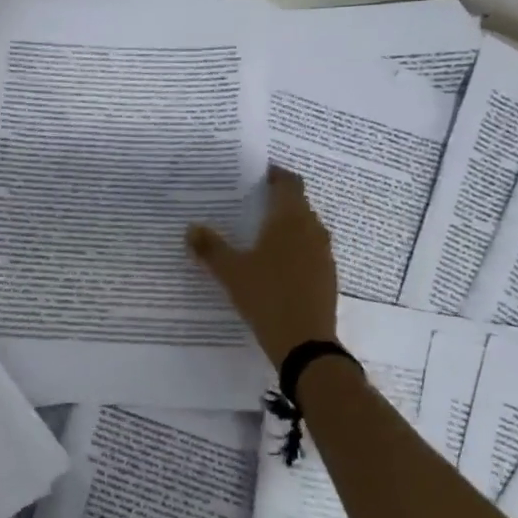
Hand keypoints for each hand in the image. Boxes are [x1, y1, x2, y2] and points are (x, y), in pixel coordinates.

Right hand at [187, 166, 339, 365]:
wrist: (305, 343)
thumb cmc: (266, 296)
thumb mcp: (231, 272)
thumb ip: (210, 248)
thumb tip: (191, 228)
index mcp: (290, 220)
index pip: (289, 183)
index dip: (275, 175)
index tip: (258, 176)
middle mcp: (312, 230)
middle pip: (297, 204)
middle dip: (277, 201)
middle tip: (250, 205)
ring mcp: (323, 254)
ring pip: (305, 229)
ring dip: (286, 227)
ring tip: (259, 235)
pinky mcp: (327, 276)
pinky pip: (310, 251)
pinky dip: (294, 249)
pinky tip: (275, 266)